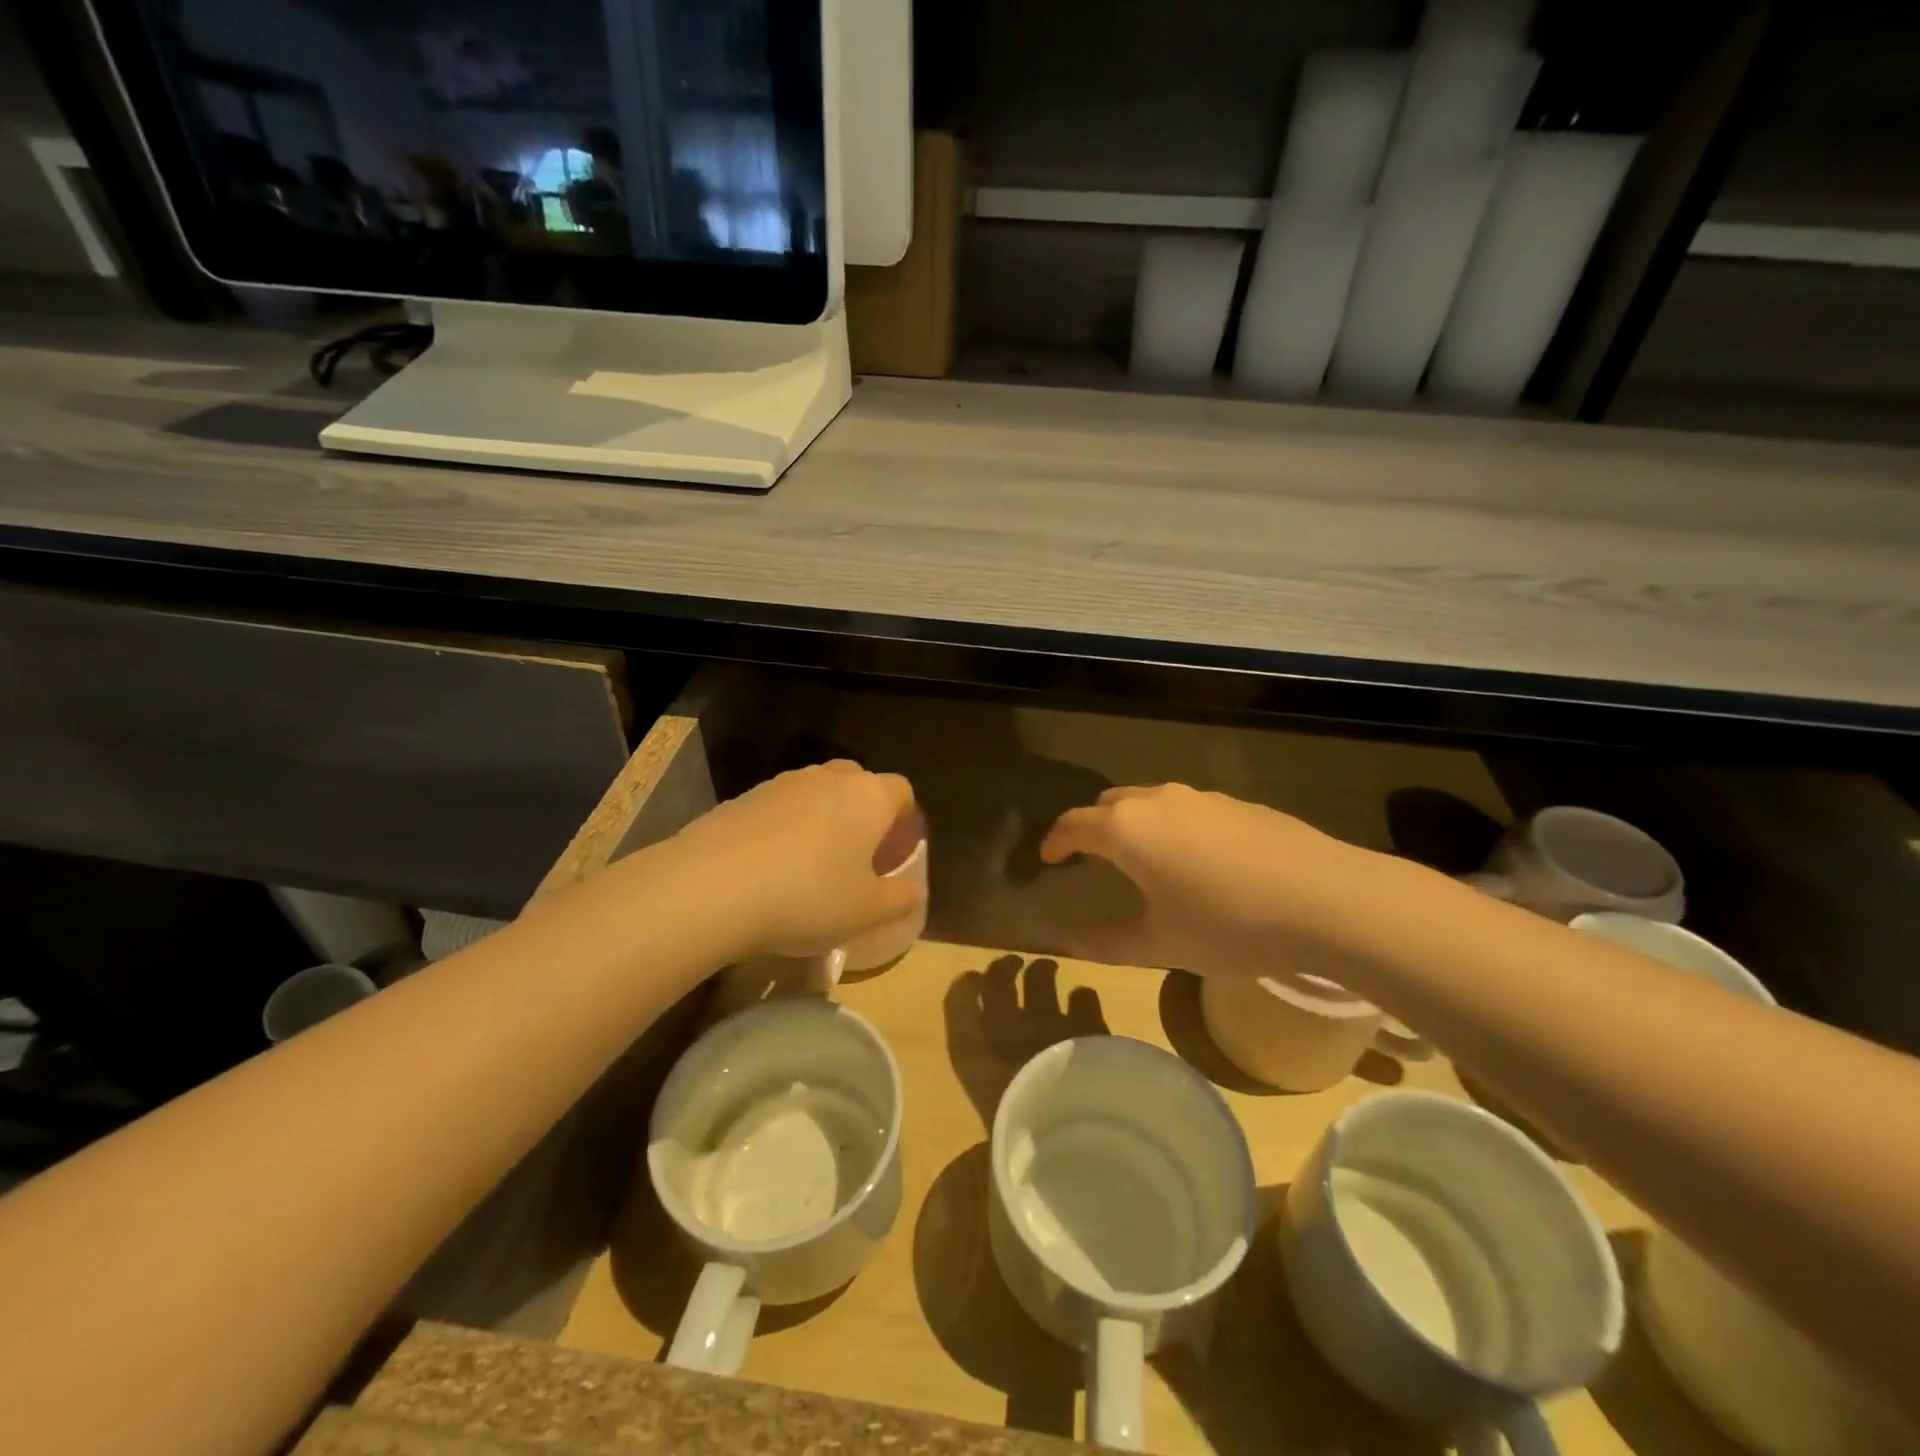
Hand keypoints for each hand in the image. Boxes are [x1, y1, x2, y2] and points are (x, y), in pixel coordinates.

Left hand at [672, 761, 925, 960]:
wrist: (713, 886)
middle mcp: (829, 778)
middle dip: (862, 811)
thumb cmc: (808, 897)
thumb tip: (913, 891)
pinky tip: (769, 866)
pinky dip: (782, 827)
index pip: (901, 791)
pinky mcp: (743, 797)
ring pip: (816, 791)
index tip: (895, 851)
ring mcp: (782, 783)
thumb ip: (900, 899)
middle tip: (856, 854)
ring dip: (821, 817)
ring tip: (810, 863)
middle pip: (858, 782)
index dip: (904, 818)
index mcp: (869, 798)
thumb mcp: (867, 912)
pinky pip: (777, 807)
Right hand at [1039, 783, 1368, 978]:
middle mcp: (1159, 800)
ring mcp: (1203, 798)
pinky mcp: (1240, 804)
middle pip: (1110, 804)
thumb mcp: (1161, 943)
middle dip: (1094, 827)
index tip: (1046, 858)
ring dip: (1137, 825)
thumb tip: (1072, 941)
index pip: (1073, 824)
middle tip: (1093, 859)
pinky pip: (1190, 809)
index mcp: (1127, 830)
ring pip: (1152, 802)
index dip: (1055, 841)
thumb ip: (1109, 941)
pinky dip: (1176, 827)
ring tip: (1147, 861)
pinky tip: (1202, 862)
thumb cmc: (1229, 924)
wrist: (1328, 899)